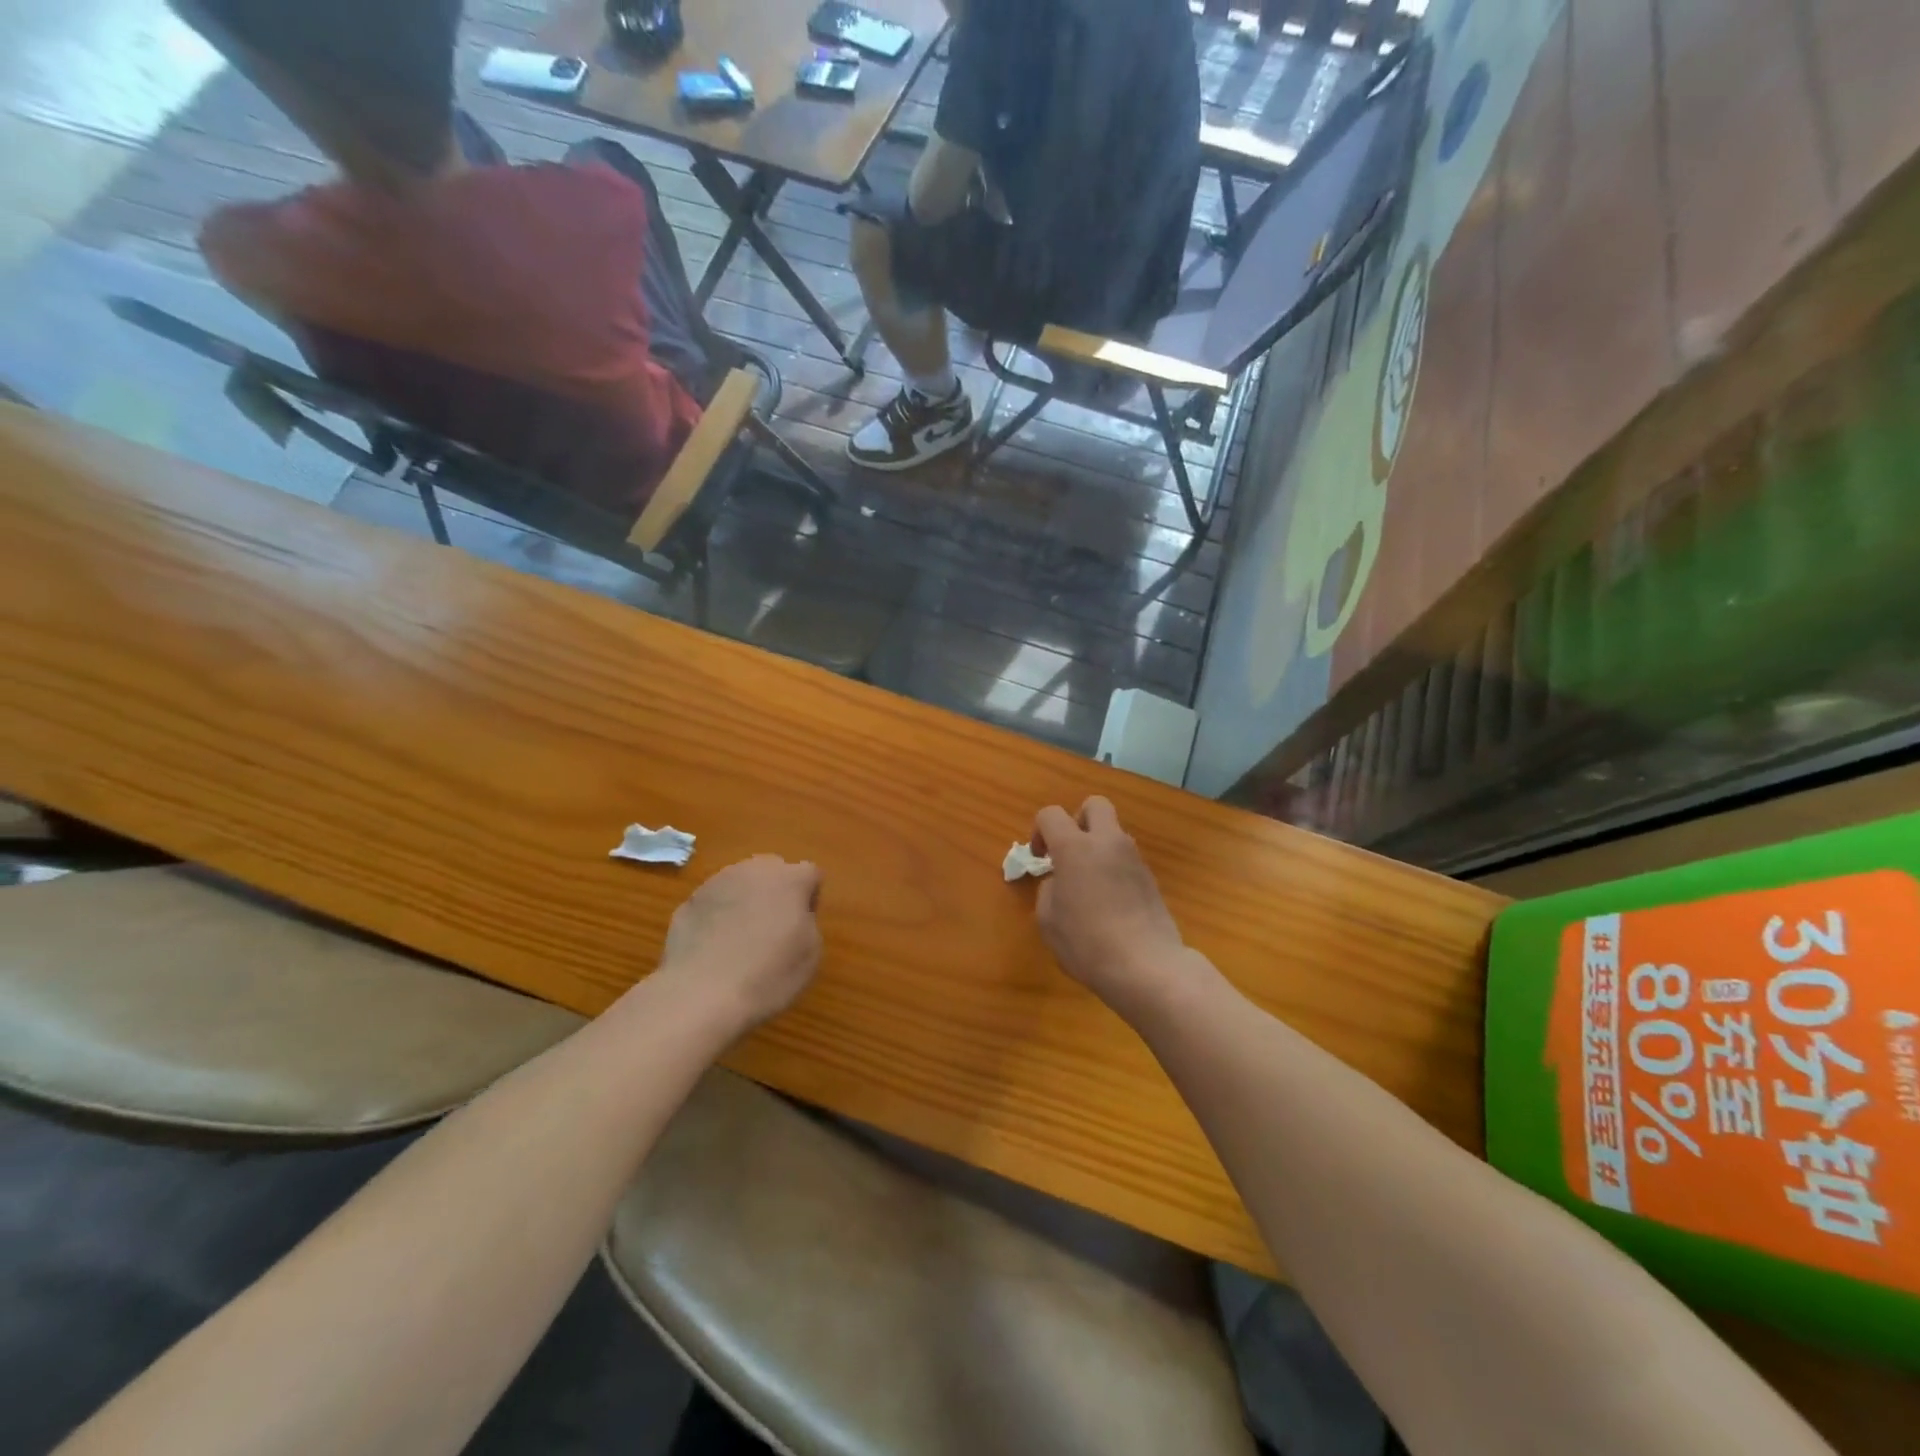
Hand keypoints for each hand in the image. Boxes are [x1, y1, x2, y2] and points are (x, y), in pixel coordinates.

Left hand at [657, 856, 821, 1032]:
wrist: (700, 995)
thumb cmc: (768, 976)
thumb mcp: (811, 955)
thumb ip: (808, 923)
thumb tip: (794, 917)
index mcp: (789, 880)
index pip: (810, 873)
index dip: (810, 898)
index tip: (802, 926)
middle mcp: (753, 871)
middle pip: (772, 870)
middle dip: (776, 892)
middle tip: (774, 928)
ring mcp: (716, 883)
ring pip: (739, 884)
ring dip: (745, 902)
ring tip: (740, 940)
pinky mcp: (688, 902)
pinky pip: (713, 904)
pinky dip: (717, 918)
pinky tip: (714, 950)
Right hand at [1031, 797, 1192, 1019]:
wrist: (1146, 966)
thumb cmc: (1087, 943)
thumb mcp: (1048, 920)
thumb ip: (1049, 890)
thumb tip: (1060, 881)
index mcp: (1075, 847)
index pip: (1051, 814)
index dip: (1039, 831)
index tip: (1040, 859)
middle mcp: (1107, 842)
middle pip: (1094, 805)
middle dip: (1077, 821)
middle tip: (1069, 852)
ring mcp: (1134, 858)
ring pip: (1113, 832)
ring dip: (1098, 846)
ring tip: (1089, 883)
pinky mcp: (1151, 878)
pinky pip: (1126, 858)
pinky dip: (1114, 867)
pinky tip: (1109, 901)